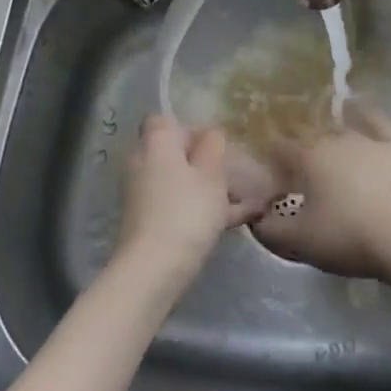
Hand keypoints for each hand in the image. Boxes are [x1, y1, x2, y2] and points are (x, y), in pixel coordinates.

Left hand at [115, 114, 266, 283]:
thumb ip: (213, 147)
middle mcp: (143, 163)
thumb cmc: (186, 211)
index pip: (166, 120)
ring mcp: (143, 194)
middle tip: (236, 173)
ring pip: (180, 182)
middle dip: (205, 162)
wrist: (153, 269)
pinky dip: (202, 209)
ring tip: (247, 200)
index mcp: (156, 143)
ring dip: (209, 188)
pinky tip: (237, 221)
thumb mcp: (211, 174)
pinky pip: (179, 205)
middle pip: (175, 153)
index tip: (217, 144)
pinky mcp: (147, 222)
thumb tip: (211, 133)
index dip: (192, 128)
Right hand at [252, 105, 390, 280]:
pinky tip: (357, 105)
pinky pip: (376, 120)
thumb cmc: (350, 238)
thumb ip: (270, 230)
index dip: (271, 161)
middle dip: (300, 150)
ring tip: (325, 148)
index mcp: (308, 159)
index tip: (270, 177)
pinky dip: (363, 112)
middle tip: (299, 173)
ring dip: (328, 136)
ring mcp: (368, 138)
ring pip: (340, 129)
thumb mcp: (301, 243)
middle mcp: (335, 140)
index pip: (279, 150)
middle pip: (309, 139)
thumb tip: (255, 218)